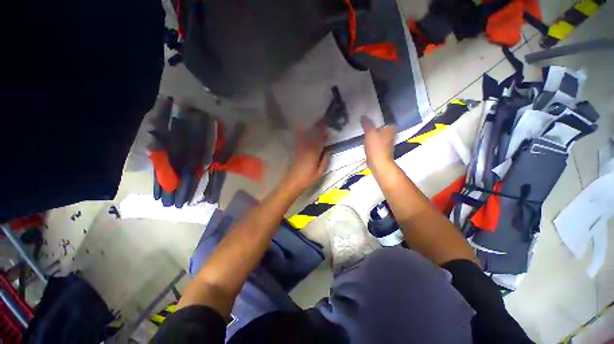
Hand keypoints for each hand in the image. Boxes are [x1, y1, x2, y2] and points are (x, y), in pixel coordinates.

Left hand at [283, 122, 330, 192]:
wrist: (292, 182)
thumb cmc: (307, 179)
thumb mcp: (320, 172)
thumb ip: (325, 160)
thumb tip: (328, 149)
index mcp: (313, 153)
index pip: (320, 138)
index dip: (323, 130)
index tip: (328, 123)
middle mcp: (306, 147)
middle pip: (313, 134)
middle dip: (319, 126)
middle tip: (324, 120)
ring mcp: (300, 148)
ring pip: (307, 135)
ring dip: (313, 129)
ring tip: (318, 124)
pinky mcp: (296, 150)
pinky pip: (301, 138)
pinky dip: (305, 133)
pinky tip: (307, 131)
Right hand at [361, 116, 395, 172]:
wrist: (378, 163)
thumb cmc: (376, 147)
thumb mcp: (369, 132)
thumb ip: (367, 124)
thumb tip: (363, 116)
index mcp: (391, 128)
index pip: (385, 118)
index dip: (377, 115)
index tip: (369, 114)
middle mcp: (391, 133)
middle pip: (381, 125)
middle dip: (373, 124)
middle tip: (364, 121)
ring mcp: (386, 141)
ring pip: (378, 133)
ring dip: (371, 132)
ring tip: (363, 128)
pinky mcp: (381, 148)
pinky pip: (375, 140)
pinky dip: (371, 139)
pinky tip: (365, 139)